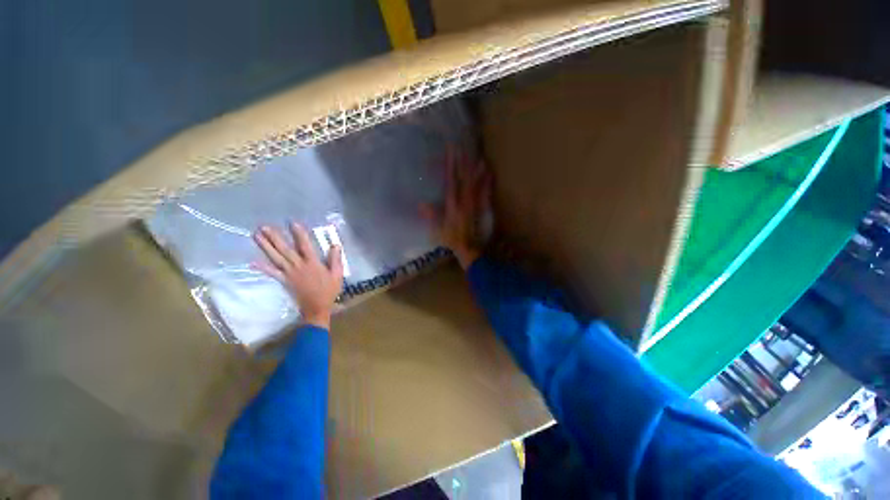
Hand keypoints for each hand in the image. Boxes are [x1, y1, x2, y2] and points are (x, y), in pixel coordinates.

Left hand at [253, 223, 343, 329]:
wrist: (317, 307)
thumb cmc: (329, 290)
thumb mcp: (337, 274)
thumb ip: (335, 259)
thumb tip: (335, 245)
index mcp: (313, 263)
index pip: (305, 246)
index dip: (299, 234)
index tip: (293, 223)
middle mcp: (298, 266)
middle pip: (285, 250)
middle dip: (275, 237)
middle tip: (264, 226)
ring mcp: (289, 274)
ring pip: (276, 258)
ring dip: (266, 247)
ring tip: (256, 236)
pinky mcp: (284, 281)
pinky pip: (272, 273)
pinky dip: (262, 268)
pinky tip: (252, 262)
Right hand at [421, 149, 491, 268]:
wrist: (468, 248)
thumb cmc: (451, 239)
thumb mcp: (438, 229)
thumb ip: (431, 216)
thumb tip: (421, 205)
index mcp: (452, 204)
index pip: (451, 181)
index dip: (450, 166)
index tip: (450, 152)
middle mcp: (464, 201)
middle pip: (463, 179)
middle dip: (462, 162)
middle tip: (462, 148)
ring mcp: (474, 204)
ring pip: (475, 184)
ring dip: (476, 170)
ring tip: (479, 157)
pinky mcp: (481, 208)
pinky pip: (485, 193)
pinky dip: (487, 183)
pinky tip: (489, 174)